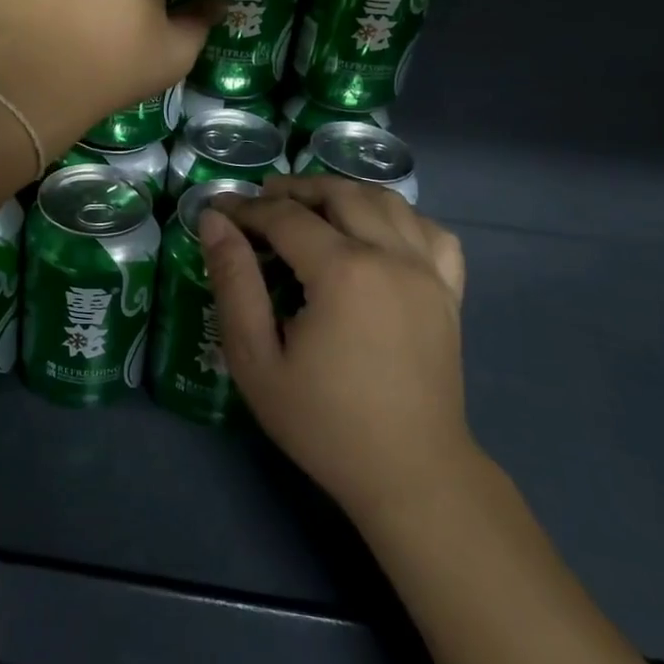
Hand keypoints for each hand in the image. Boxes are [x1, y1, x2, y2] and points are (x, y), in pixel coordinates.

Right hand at [201, 176, 470, 523]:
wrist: (411, 474)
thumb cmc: (324, 421)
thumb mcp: (256, 358)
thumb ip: (233, 282)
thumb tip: (214, 223)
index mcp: (343, 271)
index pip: (286, 216)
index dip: (246, 208)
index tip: (218, 211)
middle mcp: (391, 255)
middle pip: (339, 194)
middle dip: (293, 190)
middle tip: (260, 204)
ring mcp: (428, 271)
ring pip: (385, 200)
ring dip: (342, 192)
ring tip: (311, 207)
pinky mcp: (449, 291)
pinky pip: (430, 230)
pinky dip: (399, 217)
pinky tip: (376, 231)